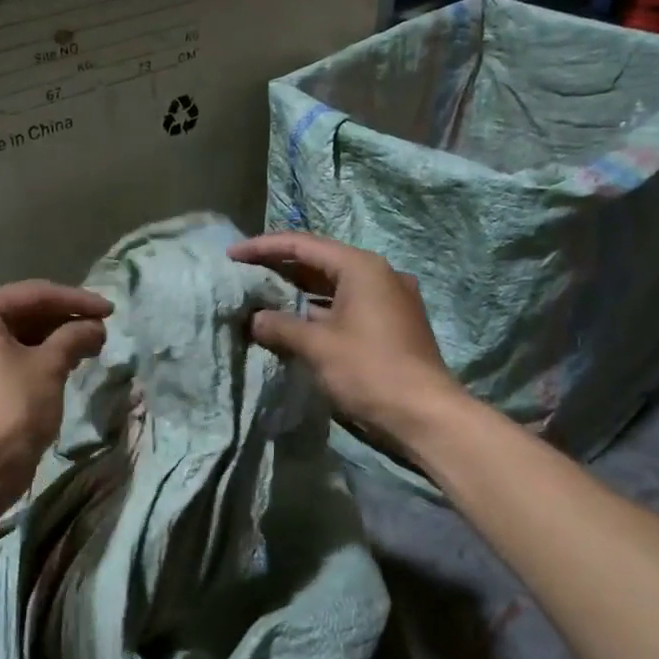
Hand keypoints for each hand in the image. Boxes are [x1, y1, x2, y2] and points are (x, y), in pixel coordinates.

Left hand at [0, 280, 112, 507]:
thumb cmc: (13, 407)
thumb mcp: (50, 366)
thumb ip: (74, 336)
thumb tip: (95, 327)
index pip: (34, 294)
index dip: (76, 300)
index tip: (110, 310)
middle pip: (21, 314)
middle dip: (64, 321)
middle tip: (100, 329)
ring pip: (14, 338)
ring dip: (52, 340)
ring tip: (89, 347)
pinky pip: (4, 359)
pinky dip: (34, 357)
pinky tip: (65, 363)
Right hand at [230, 232, 460, 443]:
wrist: (426, 413)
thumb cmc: (370, 371)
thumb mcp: (318, 347)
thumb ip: (281, 326)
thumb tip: (254, 319)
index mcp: (361, 267)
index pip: (303, 245)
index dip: (264, 248)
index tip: (233, 255)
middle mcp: (378, 273)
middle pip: (320, 261)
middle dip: (281, 268)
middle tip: (244, 274)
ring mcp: (389, 298)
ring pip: (334, 285)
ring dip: (299, 291)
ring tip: (263, 297)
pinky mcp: (392, 322)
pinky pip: (347, 305)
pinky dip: (319, 310)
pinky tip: (295, 322)